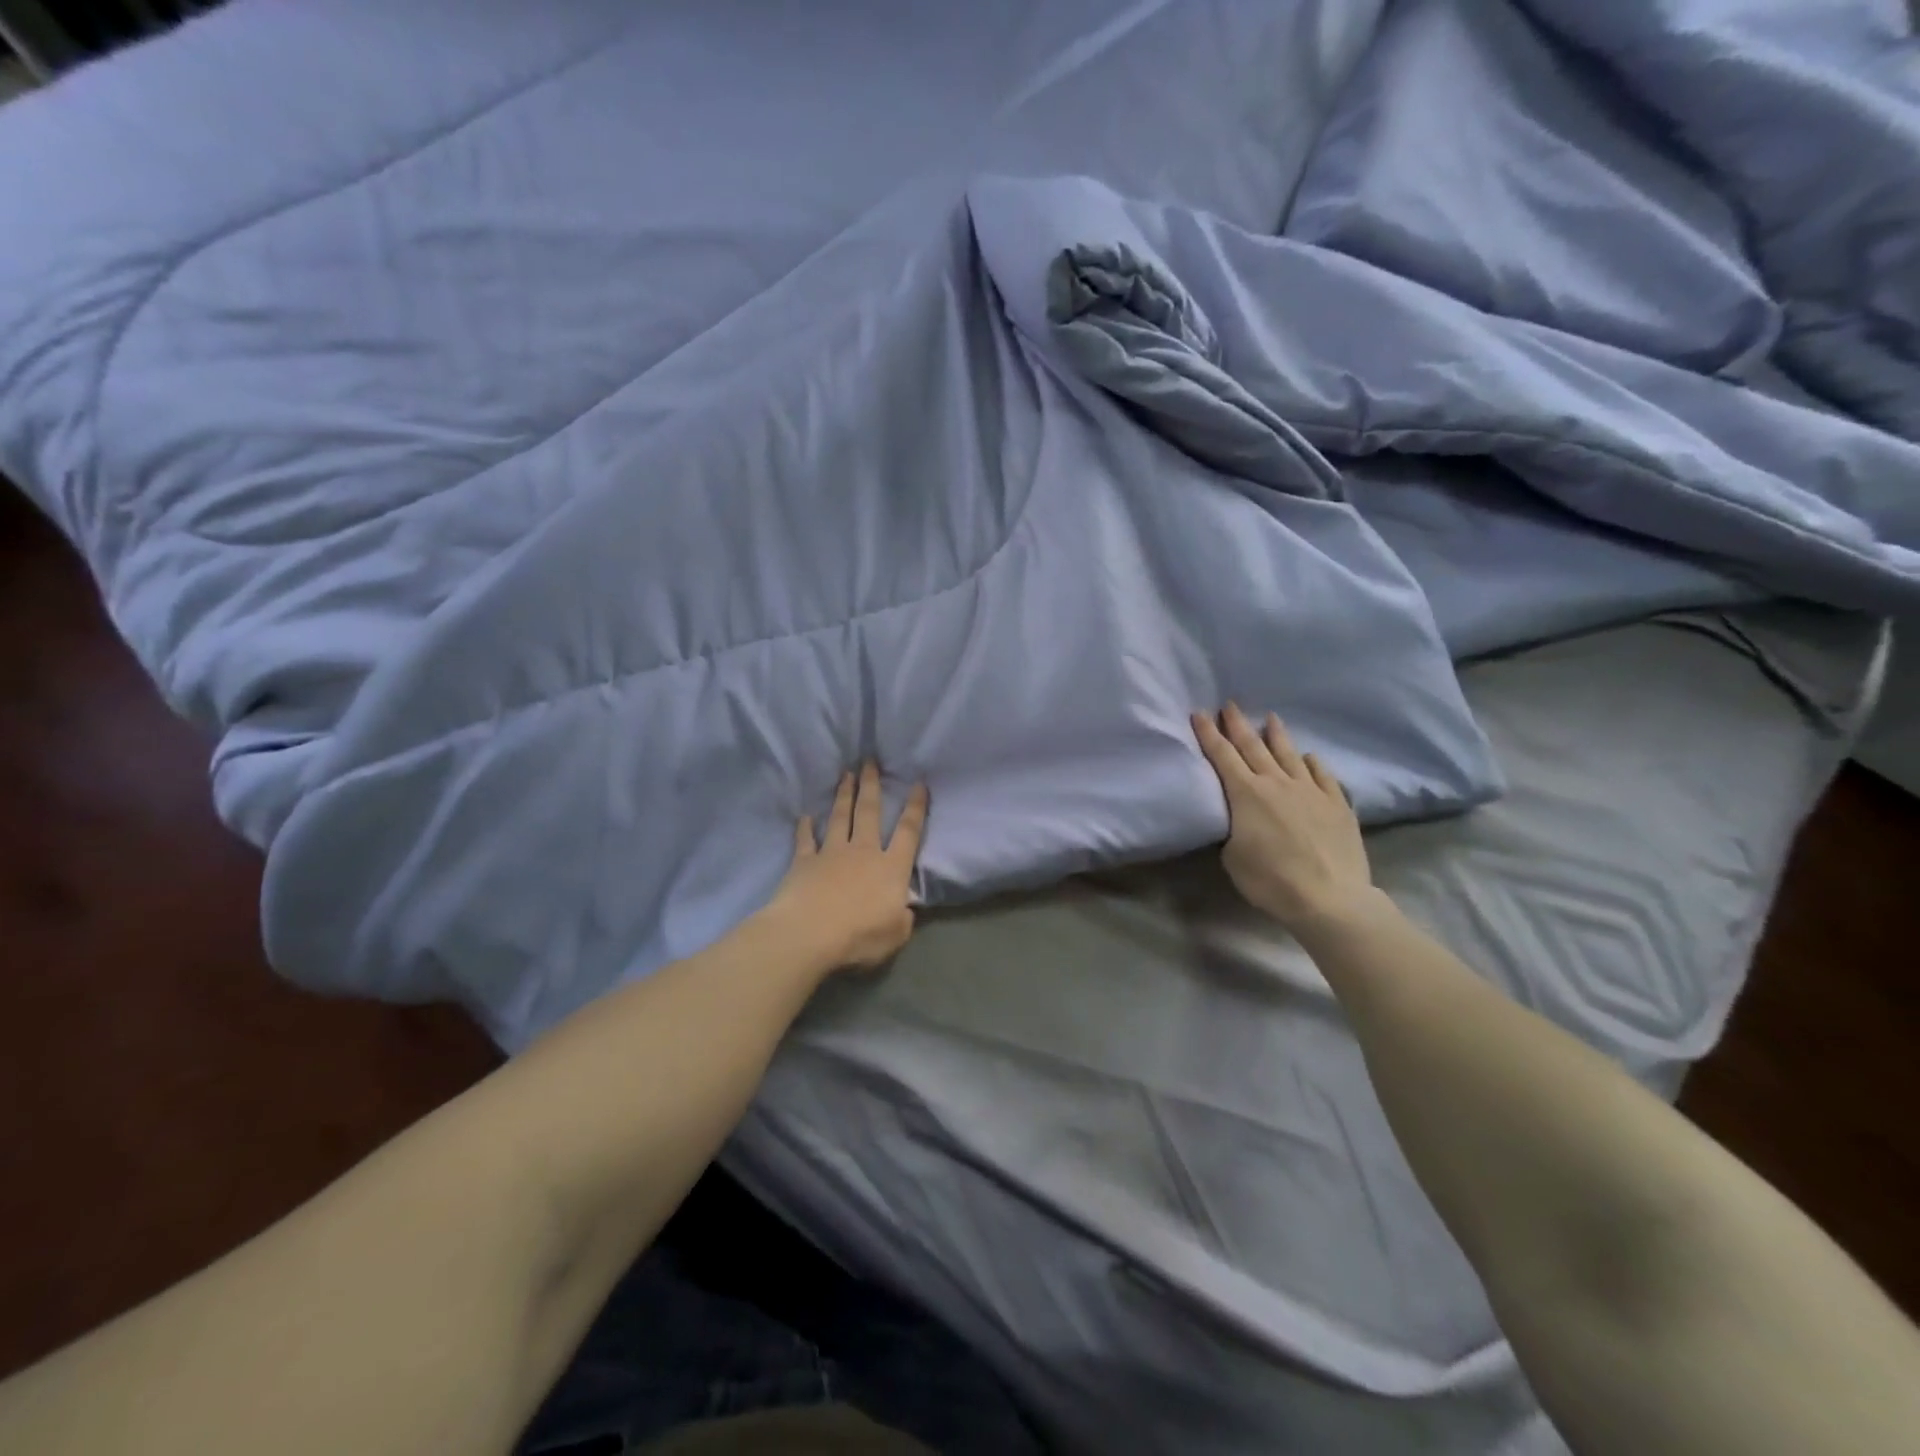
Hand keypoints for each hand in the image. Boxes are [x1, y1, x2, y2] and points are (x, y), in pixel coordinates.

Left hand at [766, 761, 929, 974]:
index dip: (916, 807)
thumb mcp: (896, 935)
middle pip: (869, 812)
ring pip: (839, 817)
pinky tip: (805, 816)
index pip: (908, 832)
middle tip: (870, 761)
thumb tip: (904, 908)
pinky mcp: (804, 863)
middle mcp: (863, 852)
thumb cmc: (859, 936)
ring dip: (843, 795)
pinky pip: (806, 840)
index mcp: (890, 868)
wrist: (809, 934)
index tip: (918, 783)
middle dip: (871, 785)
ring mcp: (831, 854)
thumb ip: (903, 918)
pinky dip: (805, 828)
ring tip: (846, 774)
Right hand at [1192, 704, 1377, 934]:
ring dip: (1277, 735)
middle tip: (1230, 705)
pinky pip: (1322, 775)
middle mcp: (1276, 783)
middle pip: (1253, 746)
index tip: (1199, 713)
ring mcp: (1310, 790)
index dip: (1208, 733)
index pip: (1222, 755)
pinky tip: (1309, 757)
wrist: (1329, 897)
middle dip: (1238, 725)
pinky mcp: (1337, 804)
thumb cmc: (1271, 880)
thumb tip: (1241, 820)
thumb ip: (1233, 829)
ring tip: (1271, 718)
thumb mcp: (1233, 857)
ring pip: (1289, 754)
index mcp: (1246, 793)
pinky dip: (1312, 763)